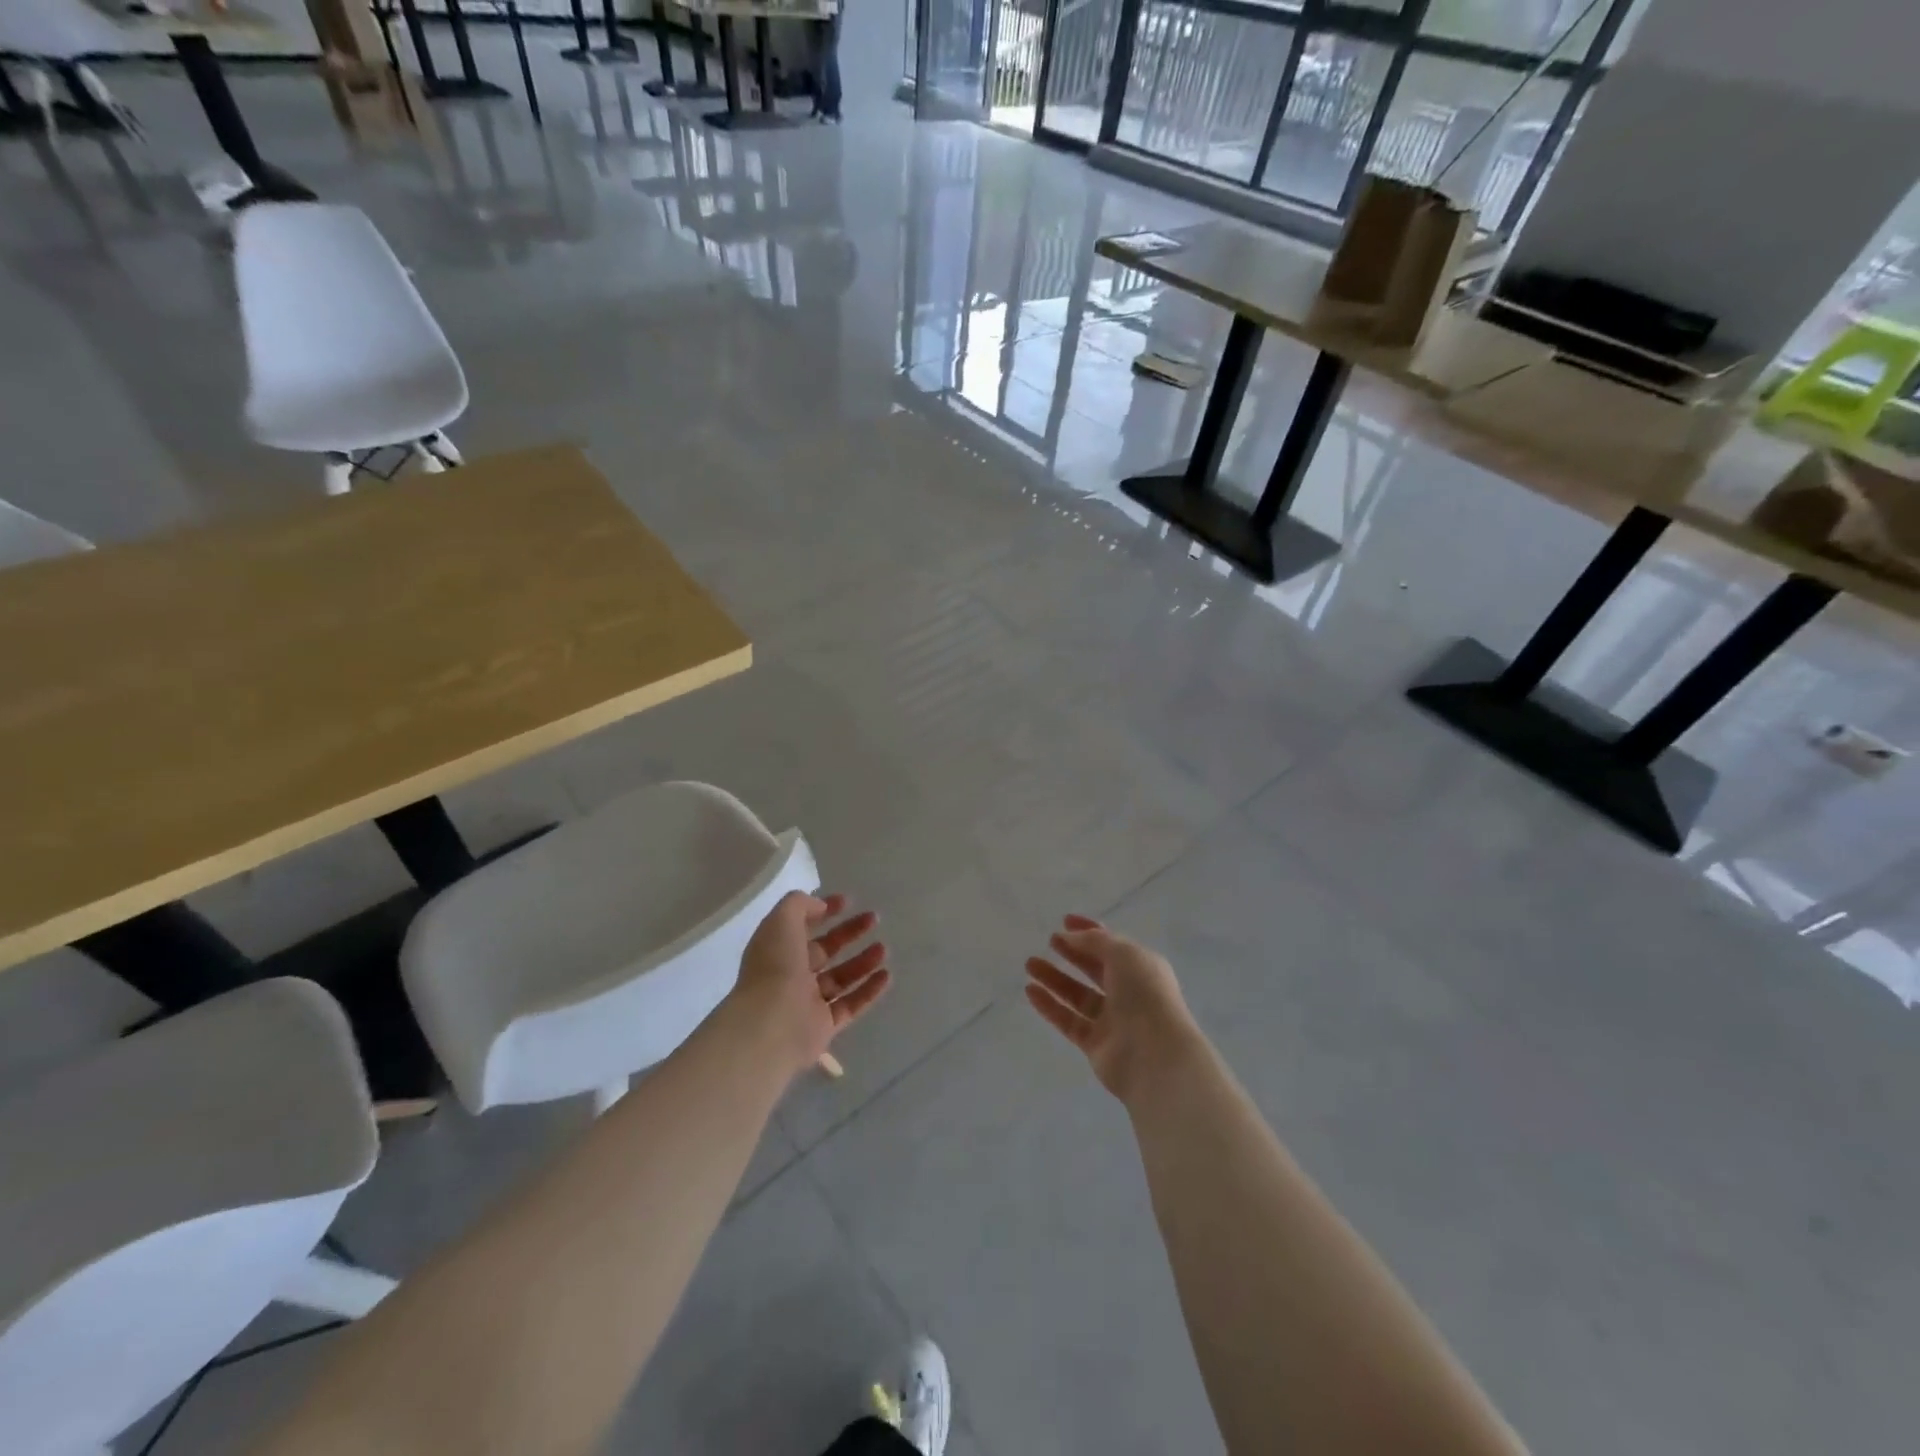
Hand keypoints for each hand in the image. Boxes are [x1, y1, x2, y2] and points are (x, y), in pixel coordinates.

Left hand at [727, 891, 889, 1076]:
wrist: (771, 1025)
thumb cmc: (775, 967)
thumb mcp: (781, 921)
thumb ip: (800, 905)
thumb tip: (820, 906)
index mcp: (776, 949)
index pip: (802, 926)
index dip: (823, 911)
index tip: (848, 901)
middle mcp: (790, 975)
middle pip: (824, 950)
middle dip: (849, 933)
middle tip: (874, 919)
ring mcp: (807, 1002)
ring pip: (840, 978)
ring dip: (862, 961)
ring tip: (884, 948)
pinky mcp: (824, 1027)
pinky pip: (850, 1005)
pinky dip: (868, 991)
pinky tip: (886, 975)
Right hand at [1024, 915, 1201, 1104]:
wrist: (1155, 1056)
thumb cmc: (1145, 995)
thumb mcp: (1123, 954)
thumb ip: (1094, 941)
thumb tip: (1069, 936)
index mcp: (1141, 968)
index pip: (1112, 944)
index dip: (1090, 931)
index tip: (1065, 921)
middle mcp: (1128, 992)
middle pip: (1095, 969)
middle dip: (1072, 953)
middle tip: (1049, 941)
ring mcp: (1112, 1020)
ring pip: (1078, 995)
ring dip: (1054, 978)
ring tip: (1030, 964)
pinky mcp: (1095, 1044)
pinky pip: (1068, 1021)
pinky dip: (1050, 1006)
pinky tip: (1030, 991)